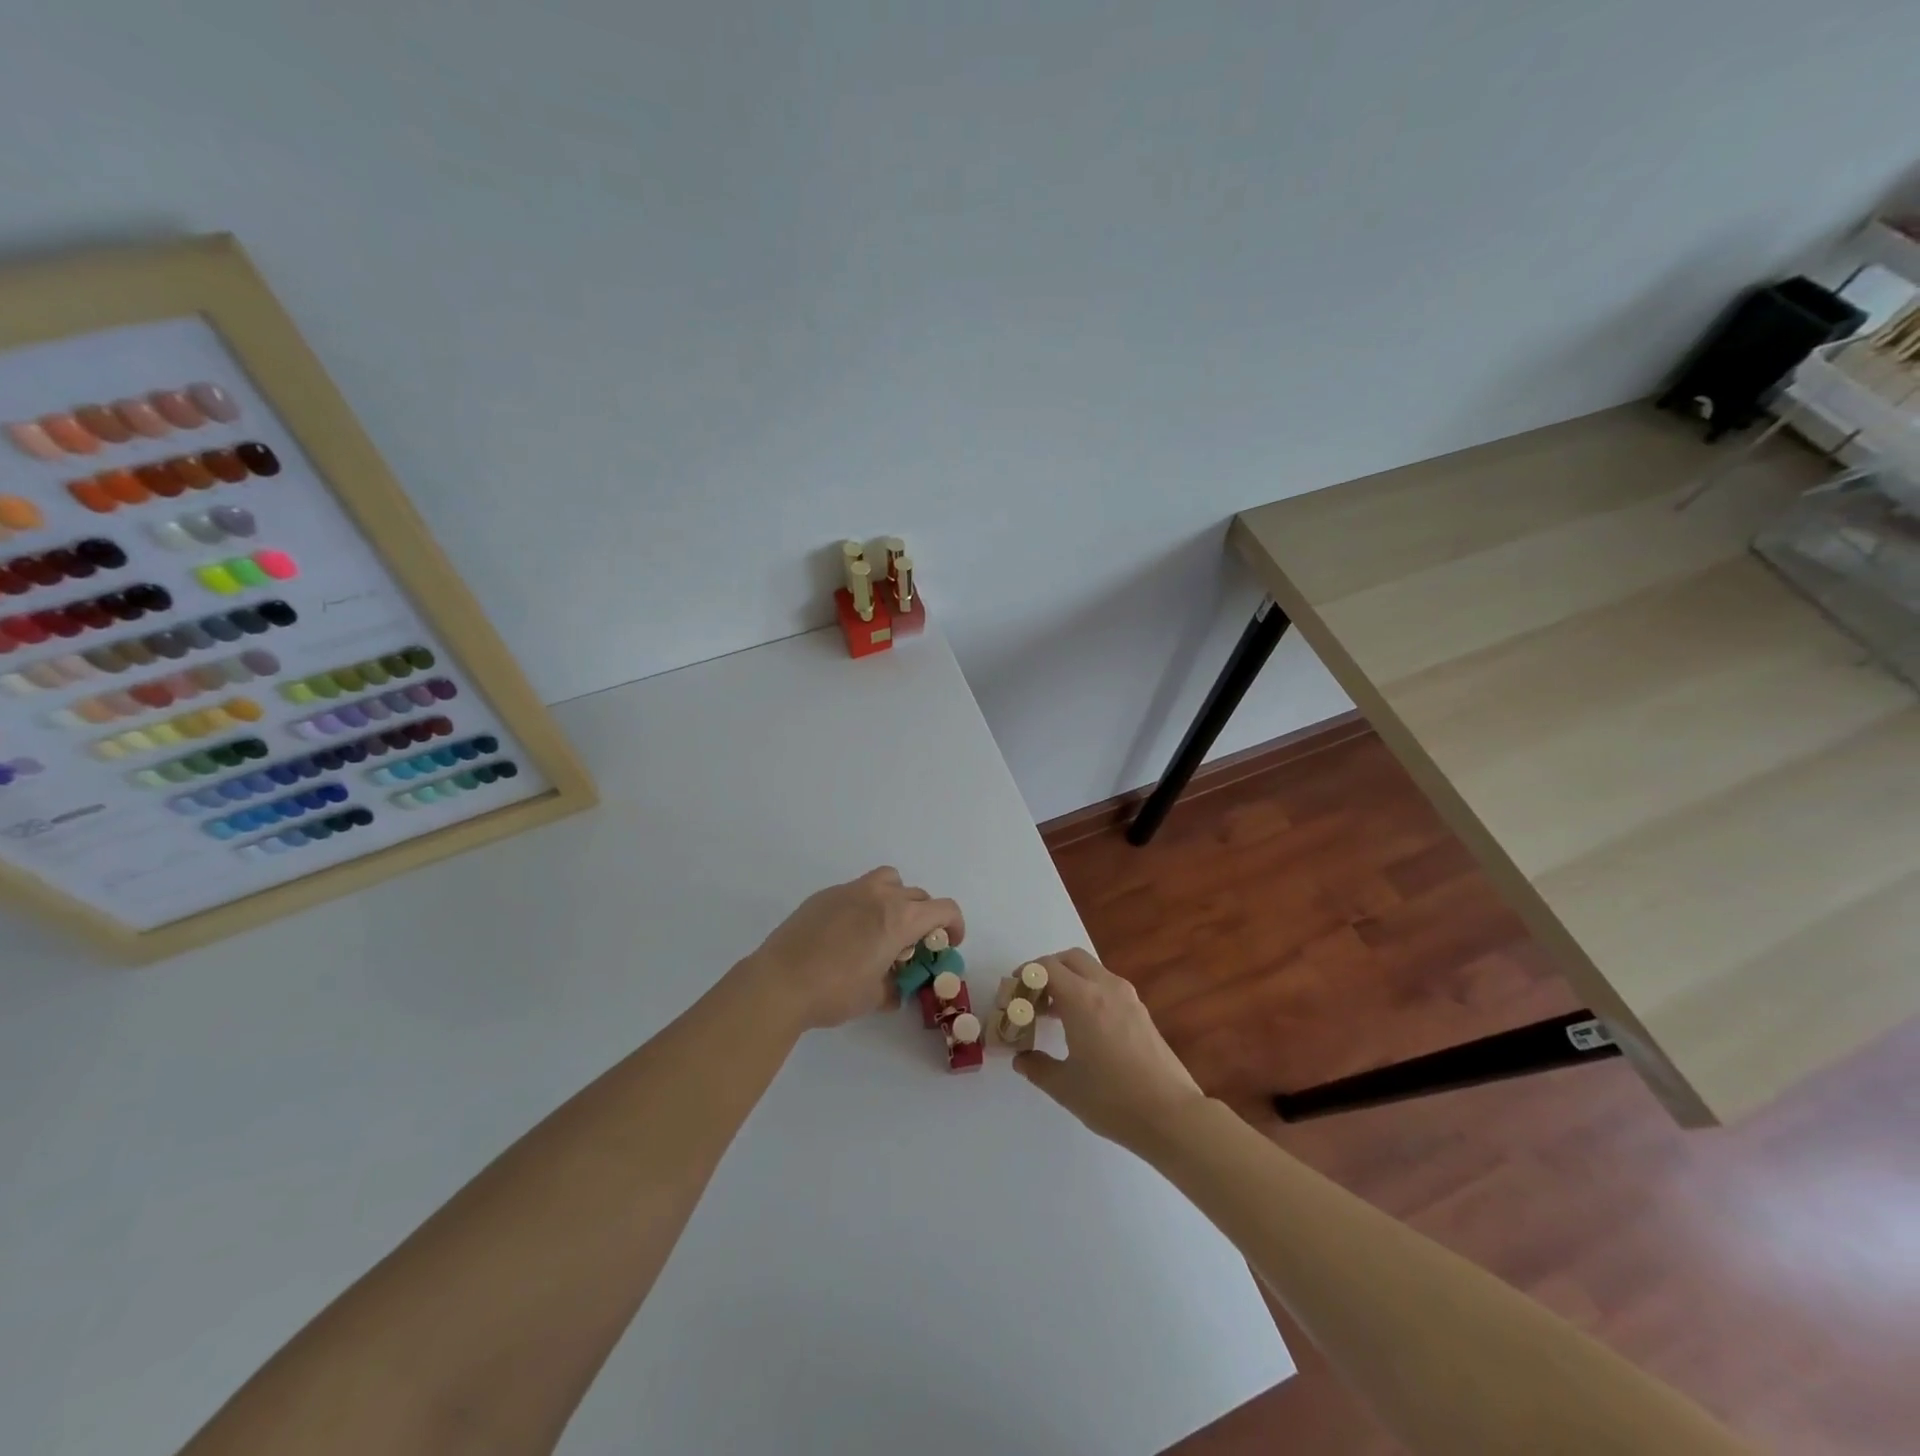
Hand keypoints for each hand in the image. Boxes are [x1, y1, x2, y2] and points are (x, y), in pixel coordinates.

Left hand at [741, 867, 964, 1030]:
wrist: (780, 982)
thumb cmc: (834, 992)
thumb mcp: (874, 997)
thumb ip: (894, 987)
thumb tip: (895, 988)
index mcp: (900, 918)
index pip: (944, 909)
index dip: (955, 925)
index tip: (949, 943)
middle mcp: (880, 896)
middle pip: (917, 895)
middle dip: (924, 917)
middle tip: (914, 944)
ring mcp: (850, 890)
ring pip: (888, 880)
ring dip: (897, 898)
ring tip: (884, 926)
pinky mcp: (824, 895)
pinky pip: (857, 890)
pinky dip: (865, 904)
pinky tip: (847, 933)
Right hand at [1013, 948, 1205, 1147]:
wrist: (1171, 1115)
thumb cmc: (1112, 1099)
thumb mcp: (1065, 1087)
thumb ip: (1036, 1067)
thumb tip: (1021, 1058)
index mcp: (1082, 999)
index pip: (1047, 968)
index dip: (1026, 974)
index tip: (1013, 992)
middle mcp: (1105, 987)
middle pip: (1071, 959)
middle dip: (1047, 970)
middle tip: (1033, 997)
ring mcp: (1128, 998)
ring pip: (1091, 970)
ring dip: (1069, 981)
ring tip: (1054, 1014)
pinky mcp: (1141, 1012)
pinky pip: (1107, 987)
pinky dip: (1088, 992)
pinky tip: (1082, 1026)